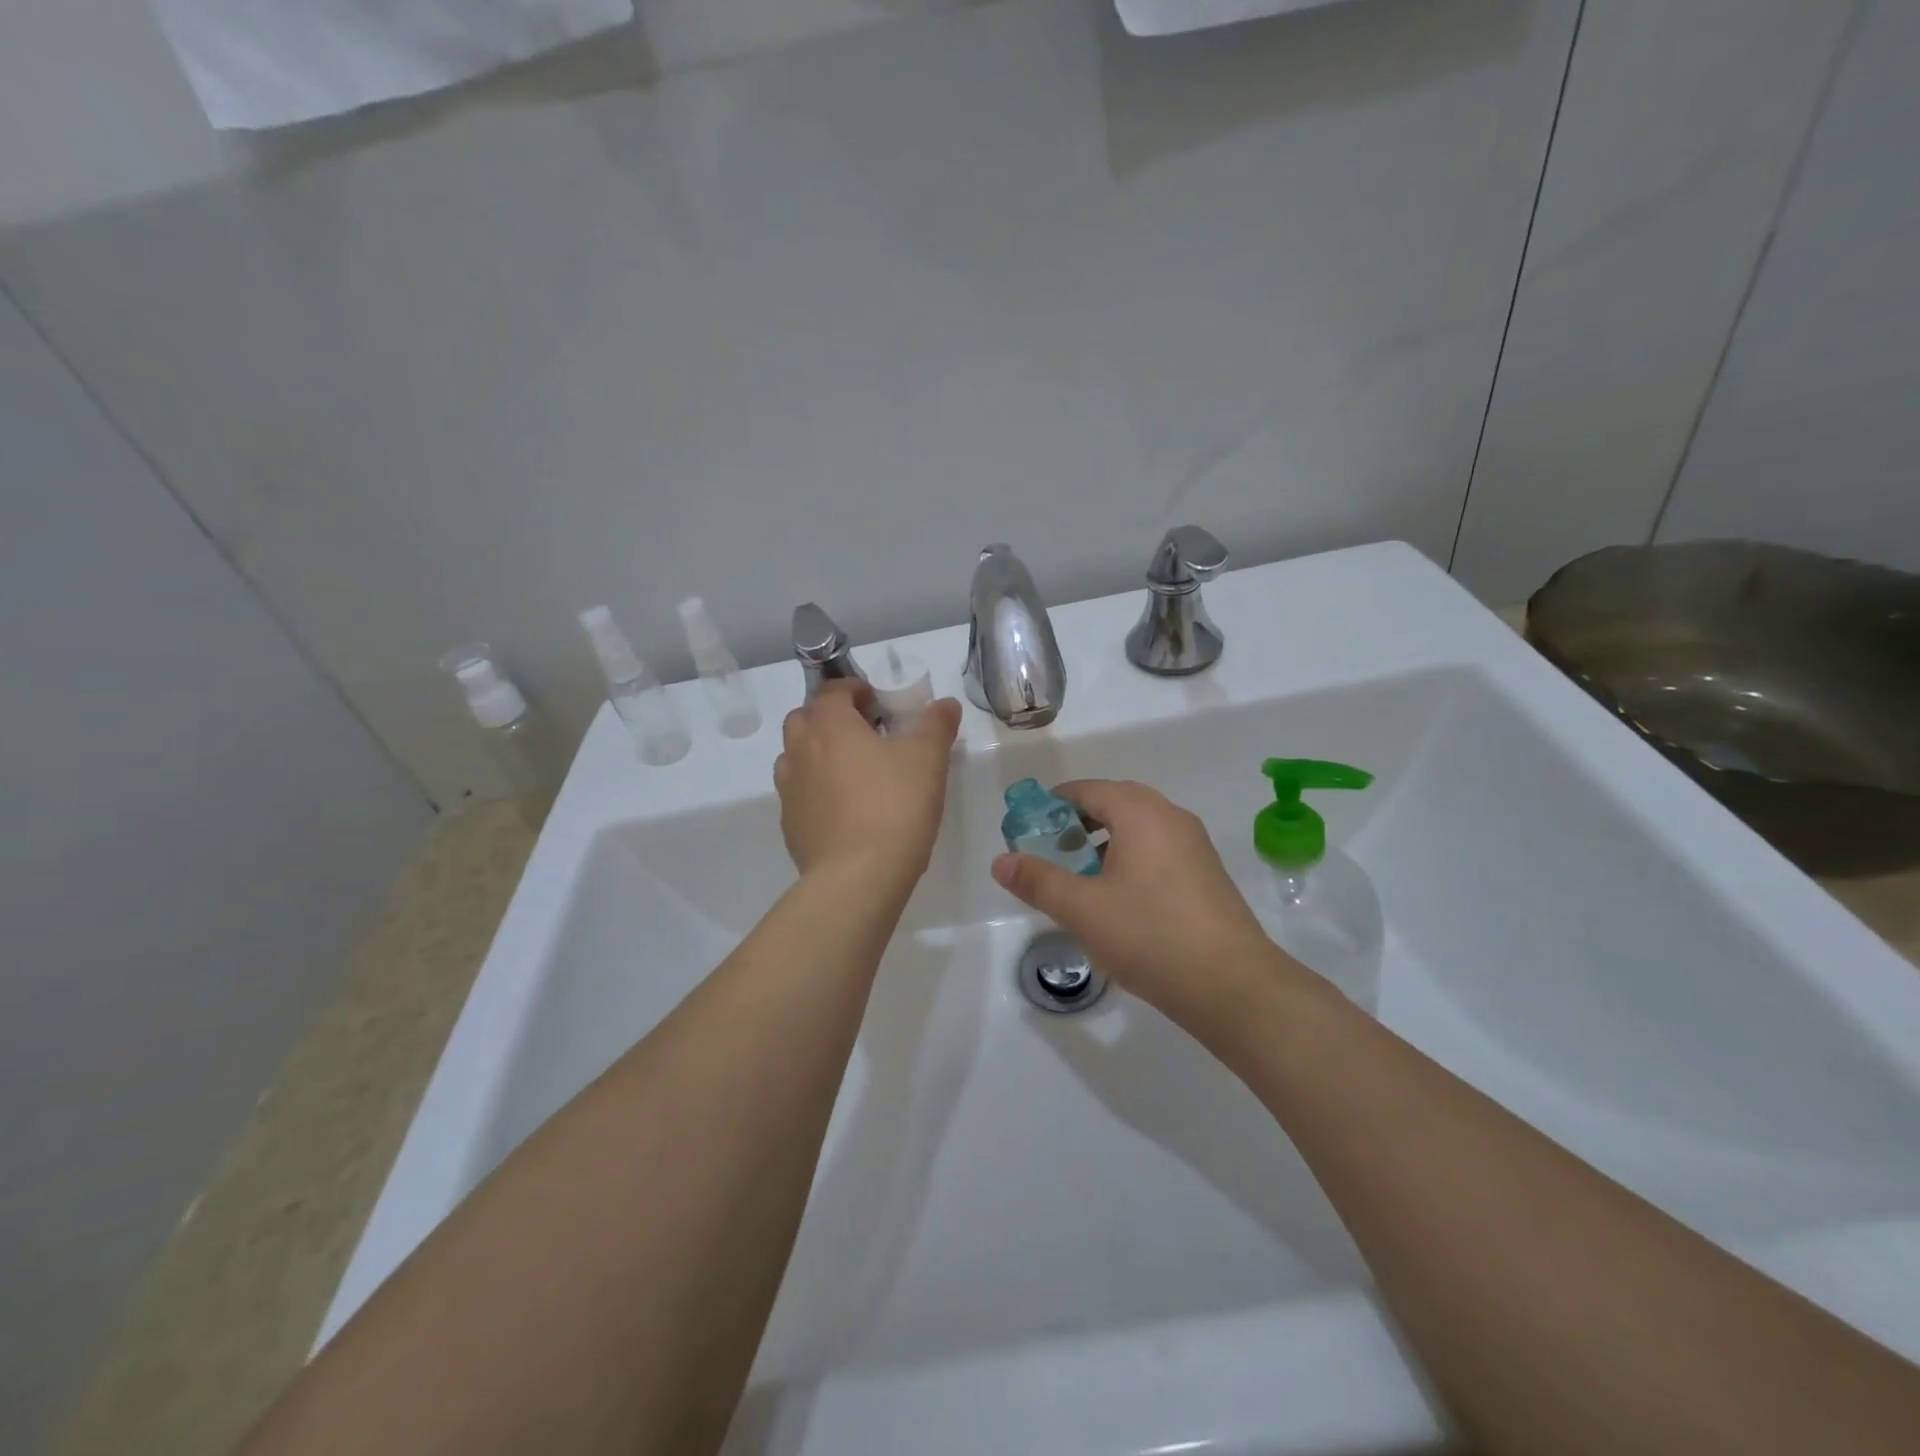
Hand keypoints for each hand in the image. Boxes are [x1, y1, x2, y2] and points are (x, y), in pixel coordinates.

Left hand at [774, 681, 961, 886]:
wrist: (857, 877)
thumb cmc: (894, 806)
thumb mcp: (927, 759)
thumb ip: (936, 724)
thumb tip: (945, 704)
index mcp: (829, 725)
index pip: (832, 691)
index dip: (855, 690)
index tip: (878, 702)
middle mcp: (799, 751)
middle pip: (805, 719)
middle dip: (831, 718)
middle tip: (865, 734)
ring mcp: (789, 790)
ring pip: (796, 756)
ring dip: (819, 753)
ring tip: (854, 772)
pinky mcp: (790, 825)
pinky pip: (800, 794)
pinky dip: (817, 790)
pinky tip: (846, 810)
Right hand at [991, 779, 1295, 1028]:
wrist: (1232, 986)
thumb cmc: (1150, 935)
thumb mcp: (1082, 909)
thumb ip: (1038, 880)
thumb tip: (1001, 861)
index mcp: (1140, 813)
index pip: (1086, 790)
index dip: (1051, 806)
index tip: (1027, 830)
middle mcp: (1171, 817)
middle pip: (1114, 804)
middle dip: (1077, 824)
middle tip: (1050, 853)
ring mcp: (1194, 845)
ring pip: (1138, 829)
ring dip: (1103, 843)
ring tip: (1079, 879)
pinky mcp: (1206, 873)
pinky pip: (1158, 851)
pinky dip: (1129, 860)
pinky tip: (1118, 899)